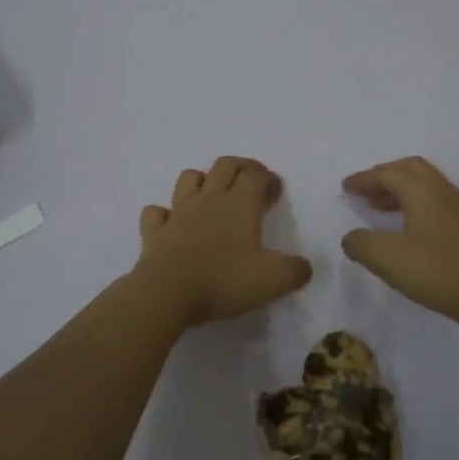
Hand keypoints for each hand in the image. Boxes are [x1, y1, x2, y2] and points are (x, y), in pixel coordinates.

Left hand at [134, 157, 312, 326]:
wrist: (167, 293)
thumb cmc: (224, 280)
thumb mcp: (273, 280)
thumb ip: (295, 271)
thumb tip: (304, 267)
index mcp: (240, 204)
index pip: (257, 176)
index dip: (269, 178)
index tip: (276, 191)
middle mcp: (209, 199)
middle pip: (225, 165)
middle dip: (242, 167)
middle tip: (253, 180)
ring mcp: (178, 213)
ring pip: (189, 178)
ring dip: (203, 179)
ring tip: (213, 194)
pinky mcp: (154, 233)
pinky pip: (156, 213)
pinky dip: (165, 213)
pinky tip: (172, 223)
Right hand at [341, 157, 458, 328]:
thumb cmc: (437, 270)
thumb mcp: (387, 259)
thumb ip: (361, 244)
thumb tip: (350, 238)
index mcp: (422, 190)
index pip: (387, 174)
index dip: (364, 179)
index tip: (346, 187)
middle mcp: (442, 191)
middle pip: (410, 169)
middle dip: (384, 176)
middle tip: (365, 190)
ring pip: (425, 185)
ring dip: (400, 190)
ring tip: (379, 208)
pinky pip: (435, 201)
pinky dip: (414, 204)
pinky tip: (407, 228)